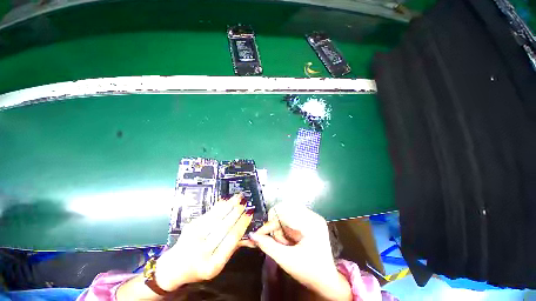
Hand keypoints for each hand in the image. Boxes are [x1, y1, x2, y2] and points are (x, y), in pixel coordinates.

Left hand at [155, 194, 252, 290]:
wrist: (175, 267)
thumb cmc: (201, 267)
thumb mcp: (218, 264)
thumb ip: (233, 248)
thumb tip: (250, 235)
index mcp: (213, 264)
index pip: (231, 240)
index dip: (241, 225)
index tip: (249, 214)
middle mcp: (202, 251)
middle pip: (223, 227)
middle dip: (236, 213)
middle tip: (245, 203)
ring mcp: (194, 237)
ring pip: (216, 218)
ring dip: (229, 206)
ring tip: (238, 197)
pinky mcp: (190, 226)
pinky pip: (208, 214)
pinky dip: (219, 206)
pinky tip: (225, 200)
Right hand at [247, 203, 351, 300]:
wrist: (326, 280)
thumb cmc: (308, 271)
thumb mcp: (286, 260)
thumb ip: (268, 246)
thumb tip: (252, 235)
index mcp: (311, 223)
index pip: (284, 212)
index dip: (270, 223)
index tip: (261, 235)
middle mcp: (313, 216)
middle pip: (285, 210)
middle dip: (277, 226)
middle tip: (277, 241)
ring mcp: (313, 217)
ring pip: (287, 213)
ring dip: (281, 228)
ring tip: (285, 243)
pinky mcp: (312, 220)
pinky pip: (292, 217)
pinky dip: (286, 228)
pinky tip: (290, 239)